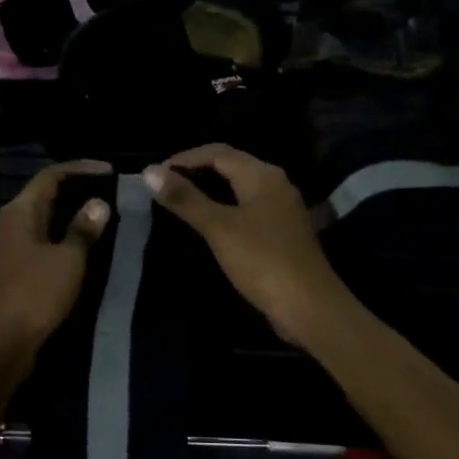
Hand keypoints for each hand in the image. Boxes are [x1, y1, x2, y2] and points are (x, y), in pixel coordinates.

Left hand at [0, 160, 112, 376]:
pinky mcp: (13, 270)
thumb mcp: (68, 259)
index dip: (81, 169)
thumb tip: (98, 204)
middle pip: (44, 195)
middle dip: (77, 189)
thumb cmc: (35, 294)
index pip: (51, 176)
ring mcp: (10, 247)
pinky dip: (63, 235)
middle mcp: (10, 223)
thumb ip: (83, 229)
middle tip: (110, 190)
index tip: (111, 171)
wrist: (2, 343)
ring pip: (43, 219)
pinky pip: (42, 240)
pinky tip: (83, 244)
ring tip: (103, 214)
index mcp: (19, 212)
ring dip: (70, 214)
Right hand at [144, 145, 350, 346]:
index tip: (154, 176)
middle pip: (230, 166)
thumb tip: (149, 171)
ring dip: (208, 191)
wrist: (309, 307)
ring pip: (238, 188)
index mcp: (262, 175)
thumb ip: (185, 199)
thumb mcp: (219, 227)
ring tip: (179, 203)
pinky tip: (207, 225)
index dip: (184, 158)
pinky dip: (223, 209)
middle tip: (163, 188)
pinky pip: (246, 209)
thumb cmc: (262, 261)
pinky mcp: (281, 232)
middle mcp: (275, 184)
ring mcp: (281, 209)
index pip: (217, 152)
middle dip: (196, 171)